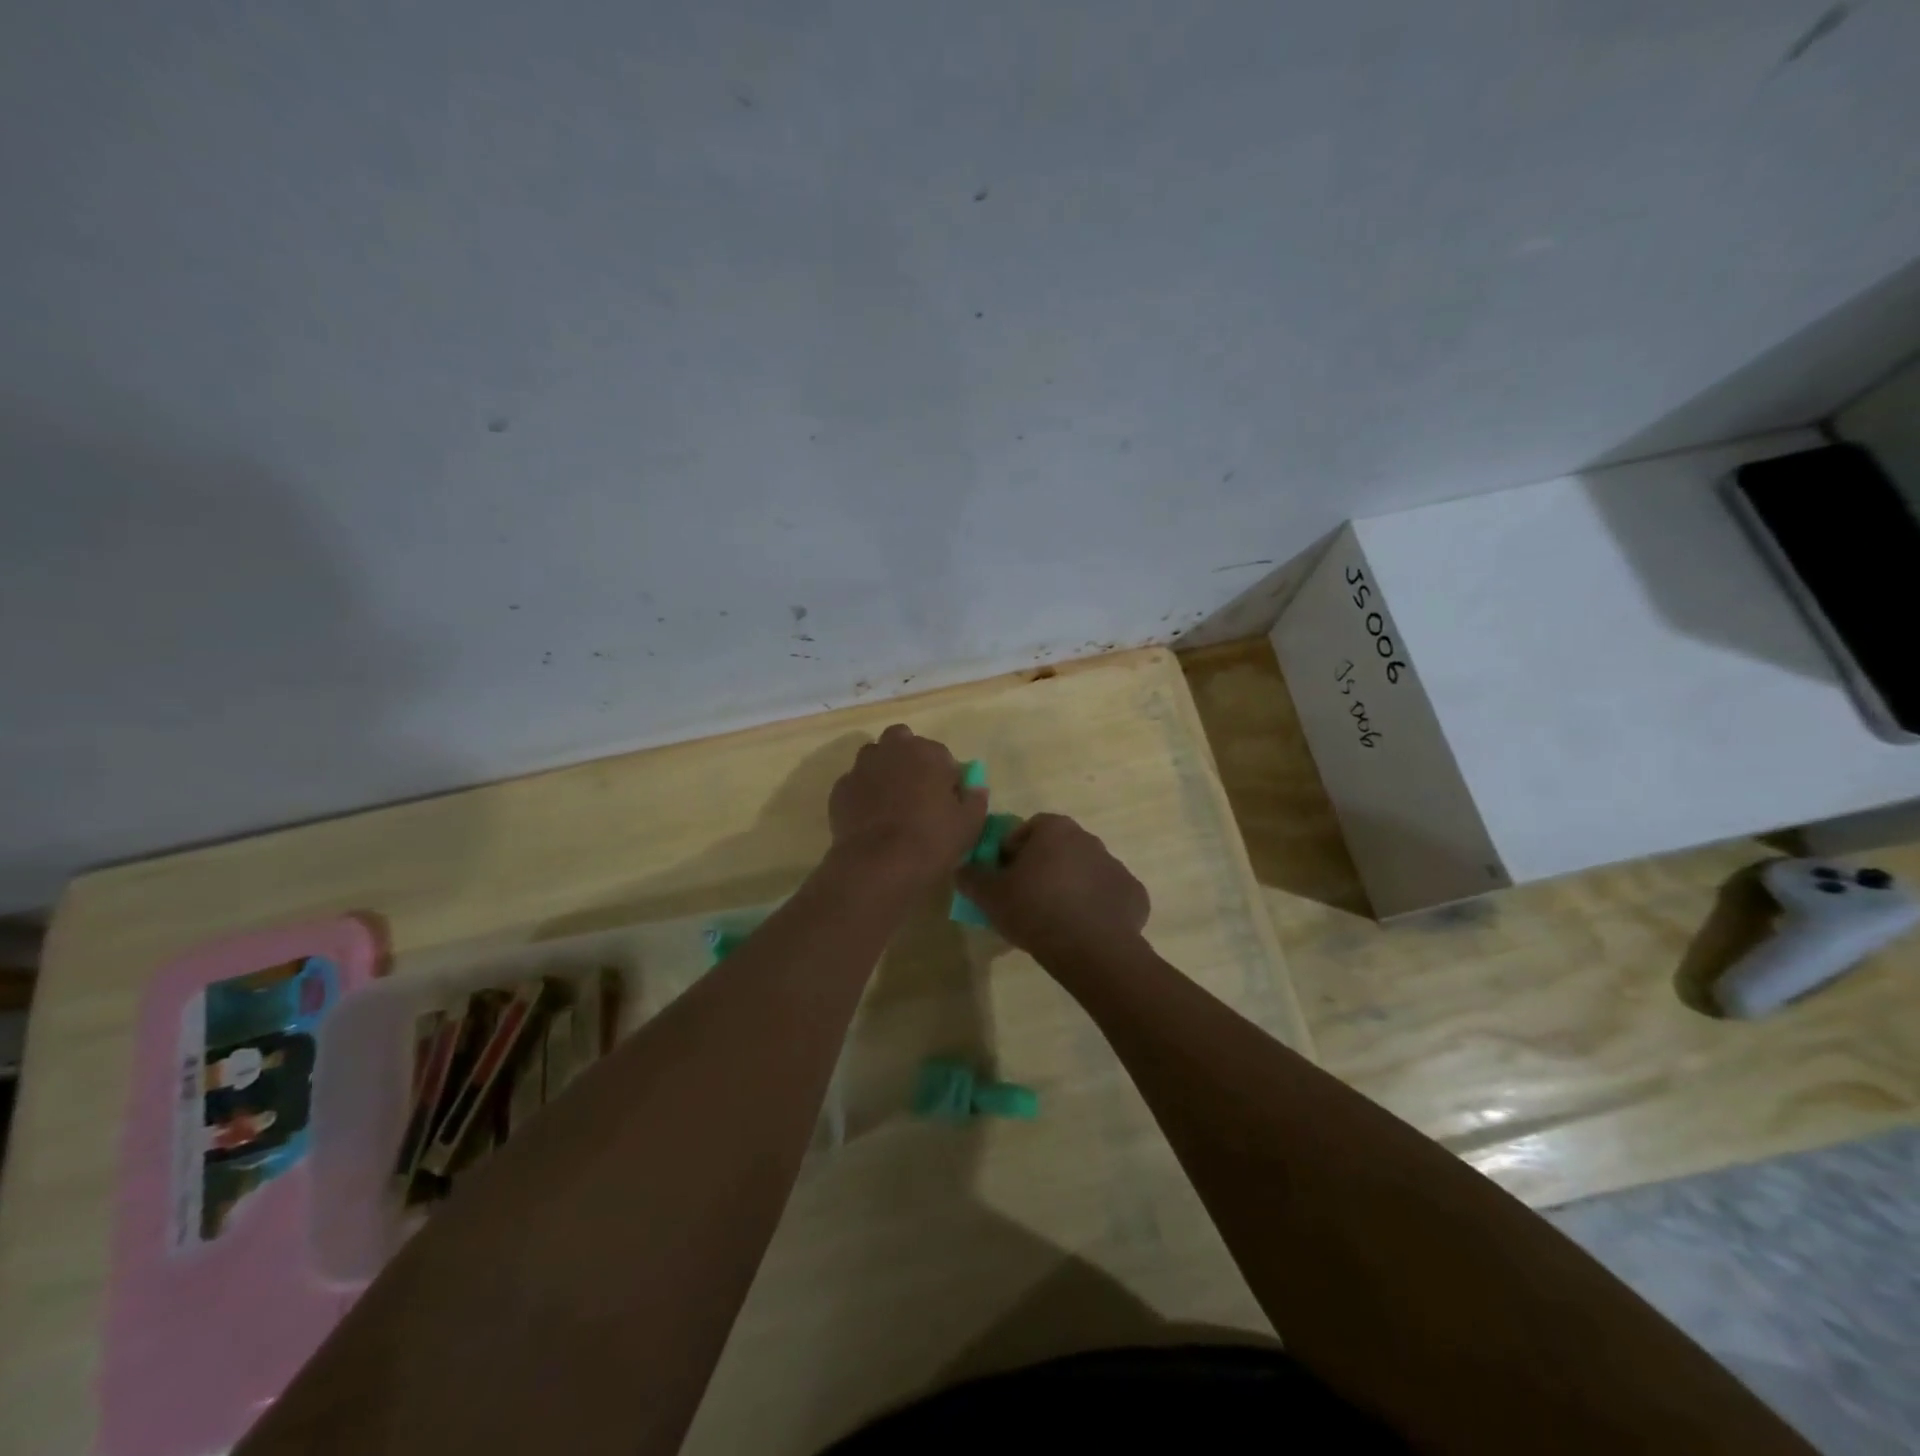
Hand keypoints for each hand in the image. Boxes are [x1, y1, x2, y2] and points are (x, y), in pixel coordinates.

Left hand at [827, 725, 987, 887]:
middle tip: (915, 789)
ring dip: (882, 770)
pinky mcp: (840, 789)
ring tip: (890, 801)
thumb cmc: (932, 839)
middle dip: (908, 757)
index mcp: (927, 752)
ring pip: (873, 757)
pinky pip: (854, 783)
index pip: (940, 754)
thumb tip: (976, 788)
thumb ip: (975, 800)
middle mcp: (892, 750)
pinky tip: (869, 818)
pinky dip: (862, 793)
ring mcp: (862, 767)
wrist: (879, 864)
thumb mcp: (969, 824)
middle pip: (901, 741)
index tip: (946, 797)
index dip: (944, 775)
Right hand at [955, 812, 1149, 958]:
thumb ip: (972, 877)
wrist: (1091, 949)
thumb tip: (962, 869)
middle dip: (1043, 868)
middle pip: (1058, 848)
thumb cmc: (1035, 910)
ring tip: (1054, 919)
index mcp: (1055, 829)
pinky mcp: (1134, 894)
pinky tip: (1083, 931)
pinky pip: (1107, 896)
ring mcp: (1116, 866)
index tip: (1004, 878)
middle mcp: (1089, 838)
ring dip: (1070, 887)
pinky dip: (1096, 908)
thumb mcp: (989, 895)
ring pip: (1084, 872)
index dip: (1012, 852)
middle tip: (1027, 899)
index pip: (1028, 829)